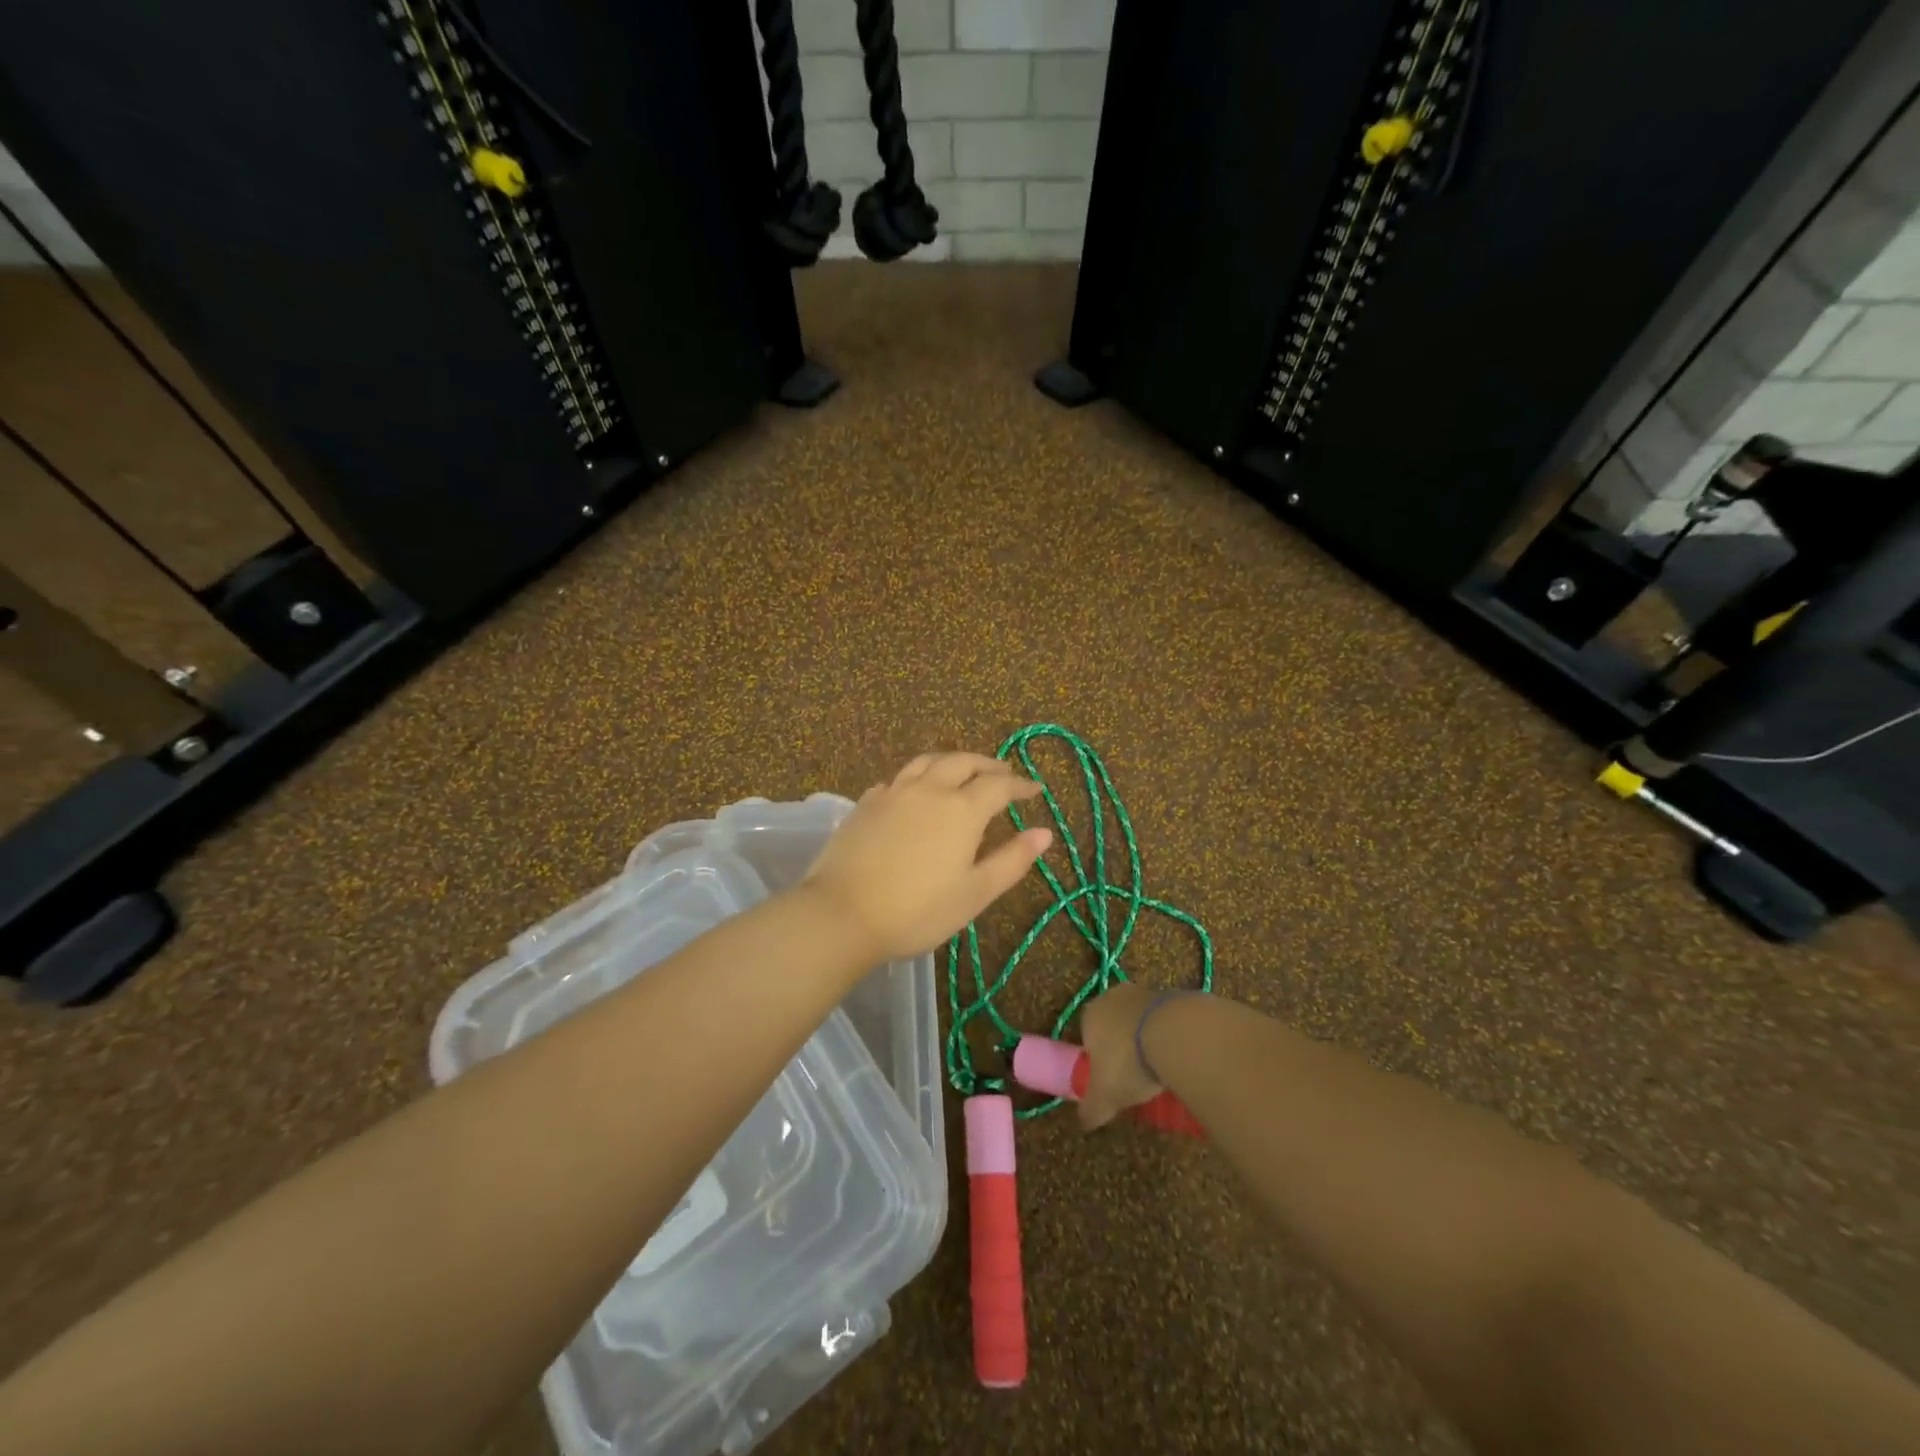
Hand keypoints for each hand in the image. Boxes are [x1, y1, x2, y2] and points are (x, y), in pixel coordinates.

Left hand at [800, 752, 1052, 960]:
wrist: (842, 913)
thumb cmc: (917, 910)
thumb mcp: (975, 893)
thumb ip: (1012, 860)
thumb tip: (1045, 832)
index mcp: (962, 809)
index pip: (999, 785)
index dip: (1020, 785)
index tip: (1035, 789)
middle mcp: (929, 789)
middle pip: (963, 762)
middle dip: (987, 765)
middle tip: (1003, 773)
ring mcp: (893, 792)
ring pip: (927, 761)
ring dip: (952, 761)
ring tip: (962, 771)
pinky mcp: (865, 803)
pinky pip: (898, 778)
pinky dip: (917, 777)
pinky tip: (914, 791)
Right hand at [1076, 982, 1167, 1129]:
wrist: (1175, 1034)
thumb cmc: (1128, 1062)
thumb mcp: (1104, 1097)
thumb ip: (1091, 1110)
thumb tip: (1085, 1121)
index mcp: (1090, 1015)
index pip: (1088, 1036)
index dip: (1099, 1060)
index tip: (1111, 1081)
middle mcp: (1114, 997)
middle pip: (1115, 1026)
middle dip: (1124, 1048)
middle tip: (1136, 1077)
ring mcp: (1145, 992)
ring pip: (1141, 1022)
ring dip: (1148, 1042)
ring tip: (1161, 1072)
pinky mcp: (1174, 996)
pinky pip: (1166, 1022)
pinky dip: (1170, 1038)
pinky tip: (1178, 1059)